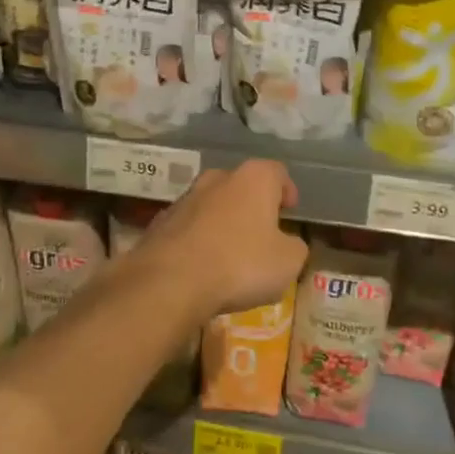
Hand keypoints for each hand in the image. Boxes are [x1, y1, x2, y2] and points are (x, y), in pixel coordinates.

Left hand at [137, 160, 307, 318]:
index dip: (286, 189)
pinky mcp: (160, 222)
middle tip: (262, 231)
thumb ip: (294, 247)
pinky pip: (189, 227)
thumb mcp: (288, 262)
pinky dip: (199, 240)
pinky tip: (202, 266)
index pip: (276, 172)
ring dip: (223, 222)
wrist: (170, 281)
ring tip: (231, 253)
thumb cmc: (240, 264)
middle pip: (241, 186)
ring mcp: (184, 198)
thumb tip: (287, 243)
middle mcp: (217, 178)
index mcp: (253, 179)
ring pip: (212, 205)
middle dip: (252, 205)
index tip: (289, 209)